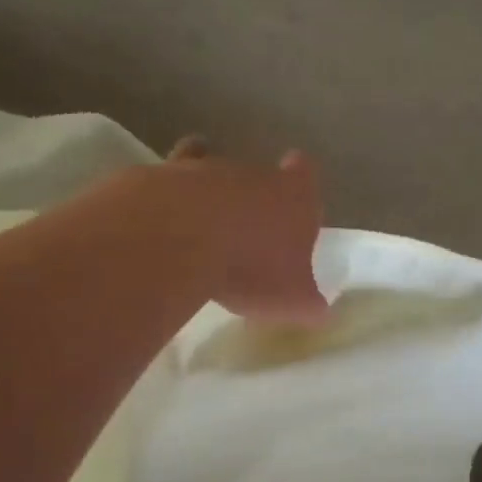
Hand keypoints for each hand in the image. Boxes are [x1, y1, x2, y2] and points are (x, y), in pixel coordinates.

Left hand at [161, 137, 328, 323]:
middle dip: (254, 199)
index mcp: (295, 196)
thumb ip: (308, 303)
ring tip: (202, 230)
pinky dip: (168, 192)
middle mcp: (255, 174)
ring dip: (211, 198)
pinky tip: (162, 213)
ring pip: (215, 174)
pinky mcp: (165, 175)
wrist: (182, 240)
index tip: (294, 195)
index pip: (306, 174)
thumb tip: (319, 312)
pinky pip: (170, 179)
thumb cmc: (252, 268)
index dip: (301, 181)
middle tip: (248, 233)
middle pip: (260, 178)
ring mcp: (208, 170)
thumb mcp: (292, 301)